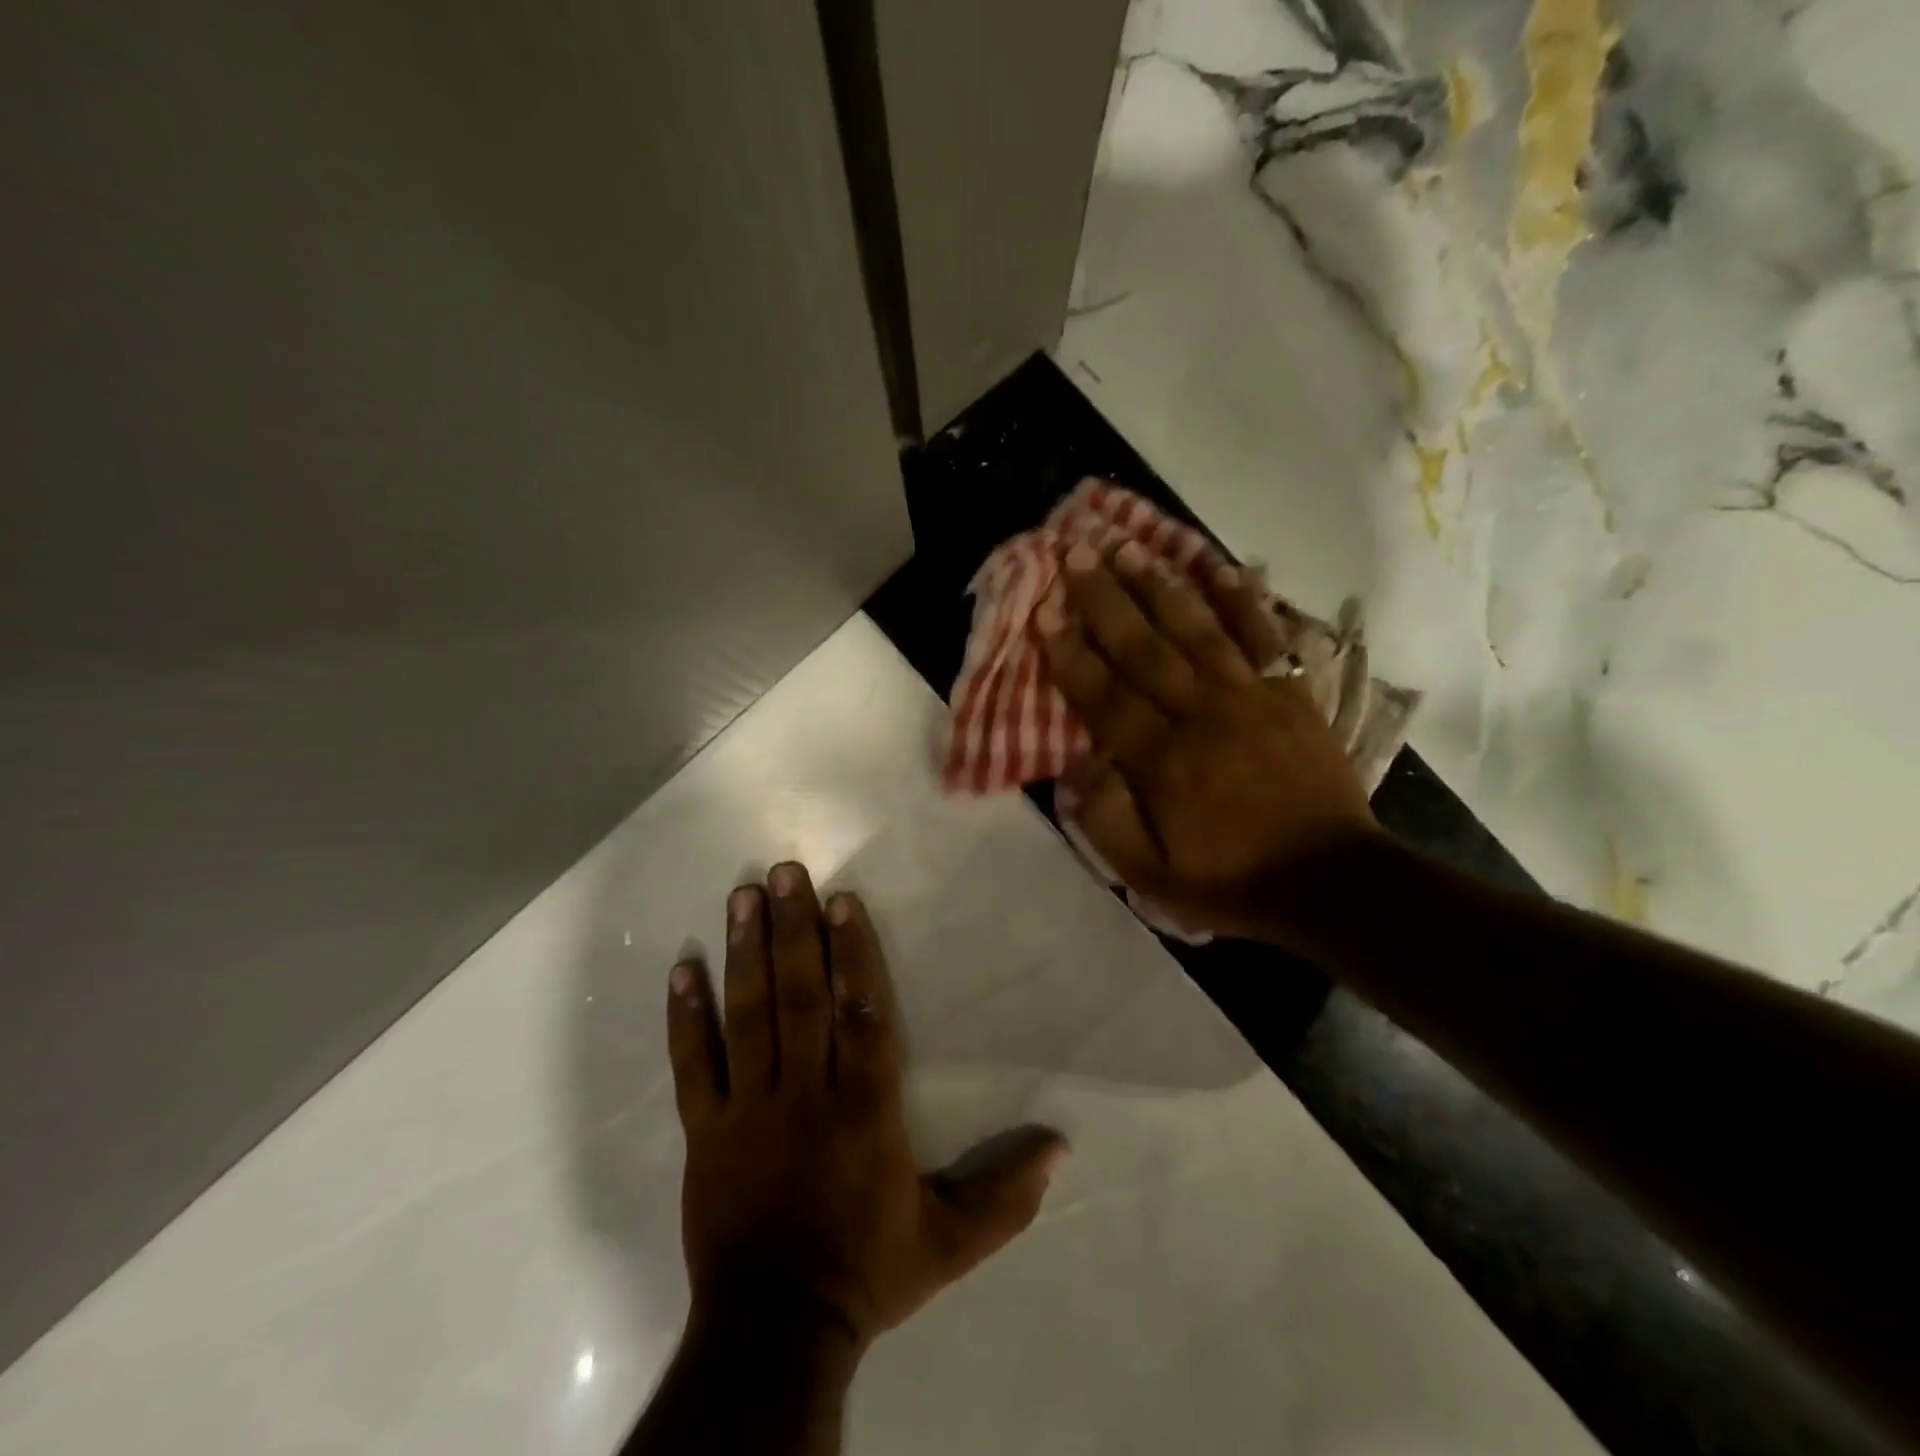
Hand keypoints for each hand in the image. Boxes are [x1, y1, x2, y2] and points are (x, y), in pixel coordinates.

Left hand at [666, 863, 1067, 1353]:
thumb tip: (1061, 1148)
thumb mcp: (949, 1243)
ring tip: (742, 897)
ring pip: (748, 1017)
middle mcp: (805, 1094)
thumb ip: (1005, 1196)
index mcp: (864, 1110)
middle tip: (783, 873)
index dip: (852, 953)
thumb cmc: (867, 1273)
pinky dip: (685, 1017)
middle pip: (800, 998)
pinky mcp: (705, 1131)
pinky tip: (682, 969)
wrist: (775, 1333)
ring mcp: (748, 1109)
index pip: (861, 1014)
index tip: (842, 901)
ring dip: (746, 953)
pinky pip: (693, 1065)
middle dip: (793, 931)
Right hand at [1039, 543, 1381, 940]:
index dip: (1072, 653)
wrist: (1330, 881)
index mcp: (1163, 762)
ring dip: (1161, 586)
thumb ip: (1107, 822)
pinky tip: (1221, 567)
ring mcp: (1252, 699)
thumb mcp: (1153, 878)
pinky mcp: (1291, 694)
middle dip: (1106, 599)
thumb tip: (1078, 765)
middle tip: (1076, 553)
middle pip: (1146, 648)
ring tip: (1130, 547)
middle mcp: (1203, 716)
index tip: (1046, 612)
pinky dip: (1243, 601)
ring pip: (1198, 630)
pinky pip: (1264, 637)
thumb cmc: (1232, 881)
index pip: (1106, 696)